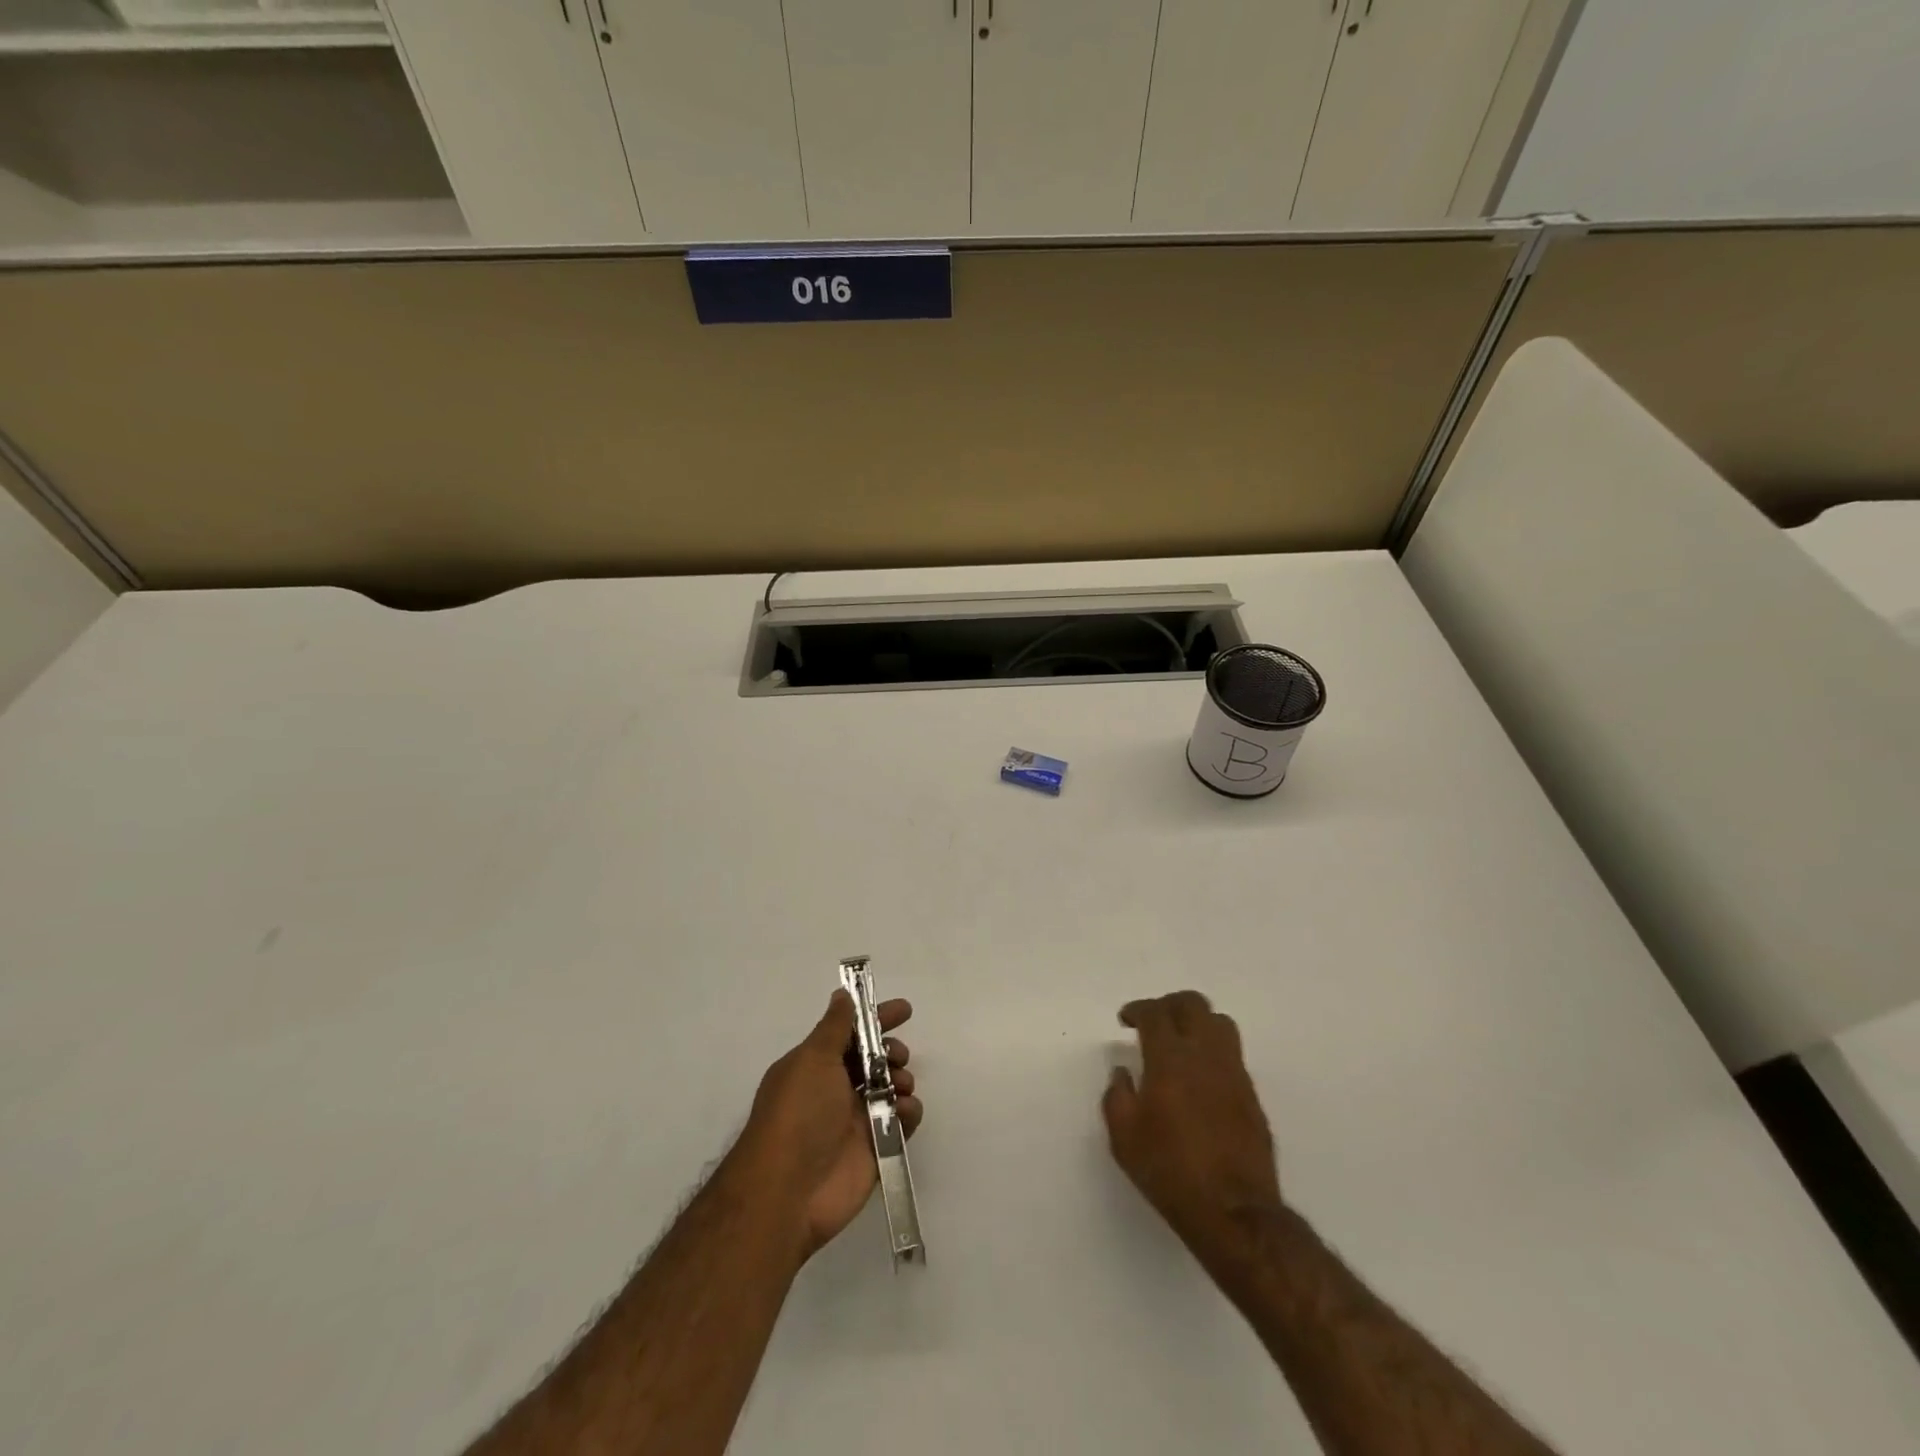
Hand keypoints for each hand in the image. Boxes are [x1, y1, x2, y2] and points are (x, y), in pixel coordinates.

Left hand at [733, 991, 921, 1258]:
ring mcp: (855, 1121)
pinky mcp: (875, 1150)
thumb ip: (835, 1026)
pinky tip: (902, 1112)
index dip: (876, 1019)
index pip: (851, 1033)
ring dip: (901, 1080)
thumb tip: (842, 994)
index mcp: (815, 1066)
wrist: (789, 1191)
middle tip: (897, 1056)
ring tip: (899, 1087)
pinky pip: (901, 1123)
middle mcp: (835, 1090)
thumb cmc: (798, 1113)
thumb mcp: (813, 1059)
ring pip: (891, 1089)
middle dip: (891, 1051)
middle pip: (874, 1060)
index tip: (905, 1010)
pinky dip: (907, 1113)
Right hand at [1102, 991, 1281, 1261]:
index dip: (1137, 1009)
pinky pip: (1232, 1054)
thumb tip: (1123, 1074)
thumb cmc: (1170, 1171)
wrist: (1233, 1212)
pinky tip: (1200, 1076)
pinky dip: (1212, 1051)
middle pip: (1192, 1004)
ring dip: (1197, 1022)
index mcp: (1170, 1059)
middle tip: (1153, 1022)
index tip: (1126, 1020)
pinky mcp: (1251, 1095)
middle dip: (1169, 1005)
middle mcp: (1205, 1055)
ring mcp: (1234, 1073)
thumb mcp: (1124, 1138)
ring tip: (1181, 1042)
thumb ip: (1117, 1096)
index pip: (1155, 1013)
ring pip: (1220, 1023)